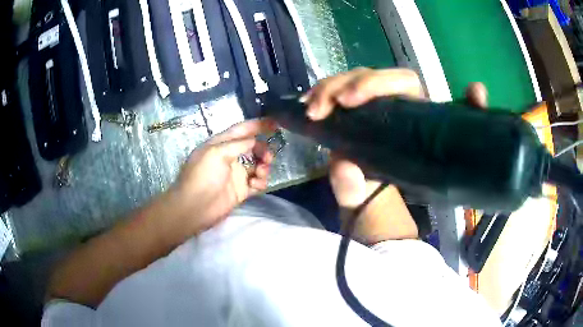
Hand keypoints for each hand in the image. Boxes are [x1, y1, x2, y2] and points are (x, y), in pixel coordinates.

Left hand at [170, 118, 276, 232]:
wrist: (195, 208)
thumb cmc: (202, 177)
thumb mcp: (216, 153)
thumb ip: (238, 144)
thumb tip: (255, 140)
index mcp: (221, 144)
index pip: (242, 130)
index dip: (258, 125)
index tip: (276, 123)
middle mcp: (230, 156)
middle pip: (253, 147)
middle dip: (263, 149)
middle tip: (268, 157)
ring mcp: (236, 174)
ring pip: (258, 165)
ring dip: (264, 166)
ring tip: (260, 173)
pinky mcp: (241, 190)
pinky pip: (257, 182)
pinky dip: (260, 181)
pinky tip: (255, 185)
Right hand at [303, 68, 487, 241]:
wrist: (368, 204)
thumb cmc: (379, 201)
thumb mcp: (370, 201)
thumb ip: (360, 189)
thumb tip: (345, 167)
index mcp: (412, 121)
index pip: (404, 83)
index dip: (376, 83)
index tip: (347, 101)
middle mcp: (394, 106)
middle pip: (371, 76)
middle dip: (341, 86)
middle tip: (316, 110)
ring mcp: (372, 106)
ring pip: (351, 81)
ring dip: (326, 90)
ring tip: (308, 109)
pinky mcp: (354, 109)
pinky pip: (337, 92)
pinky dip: (319, 96)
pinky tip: (306, 106)